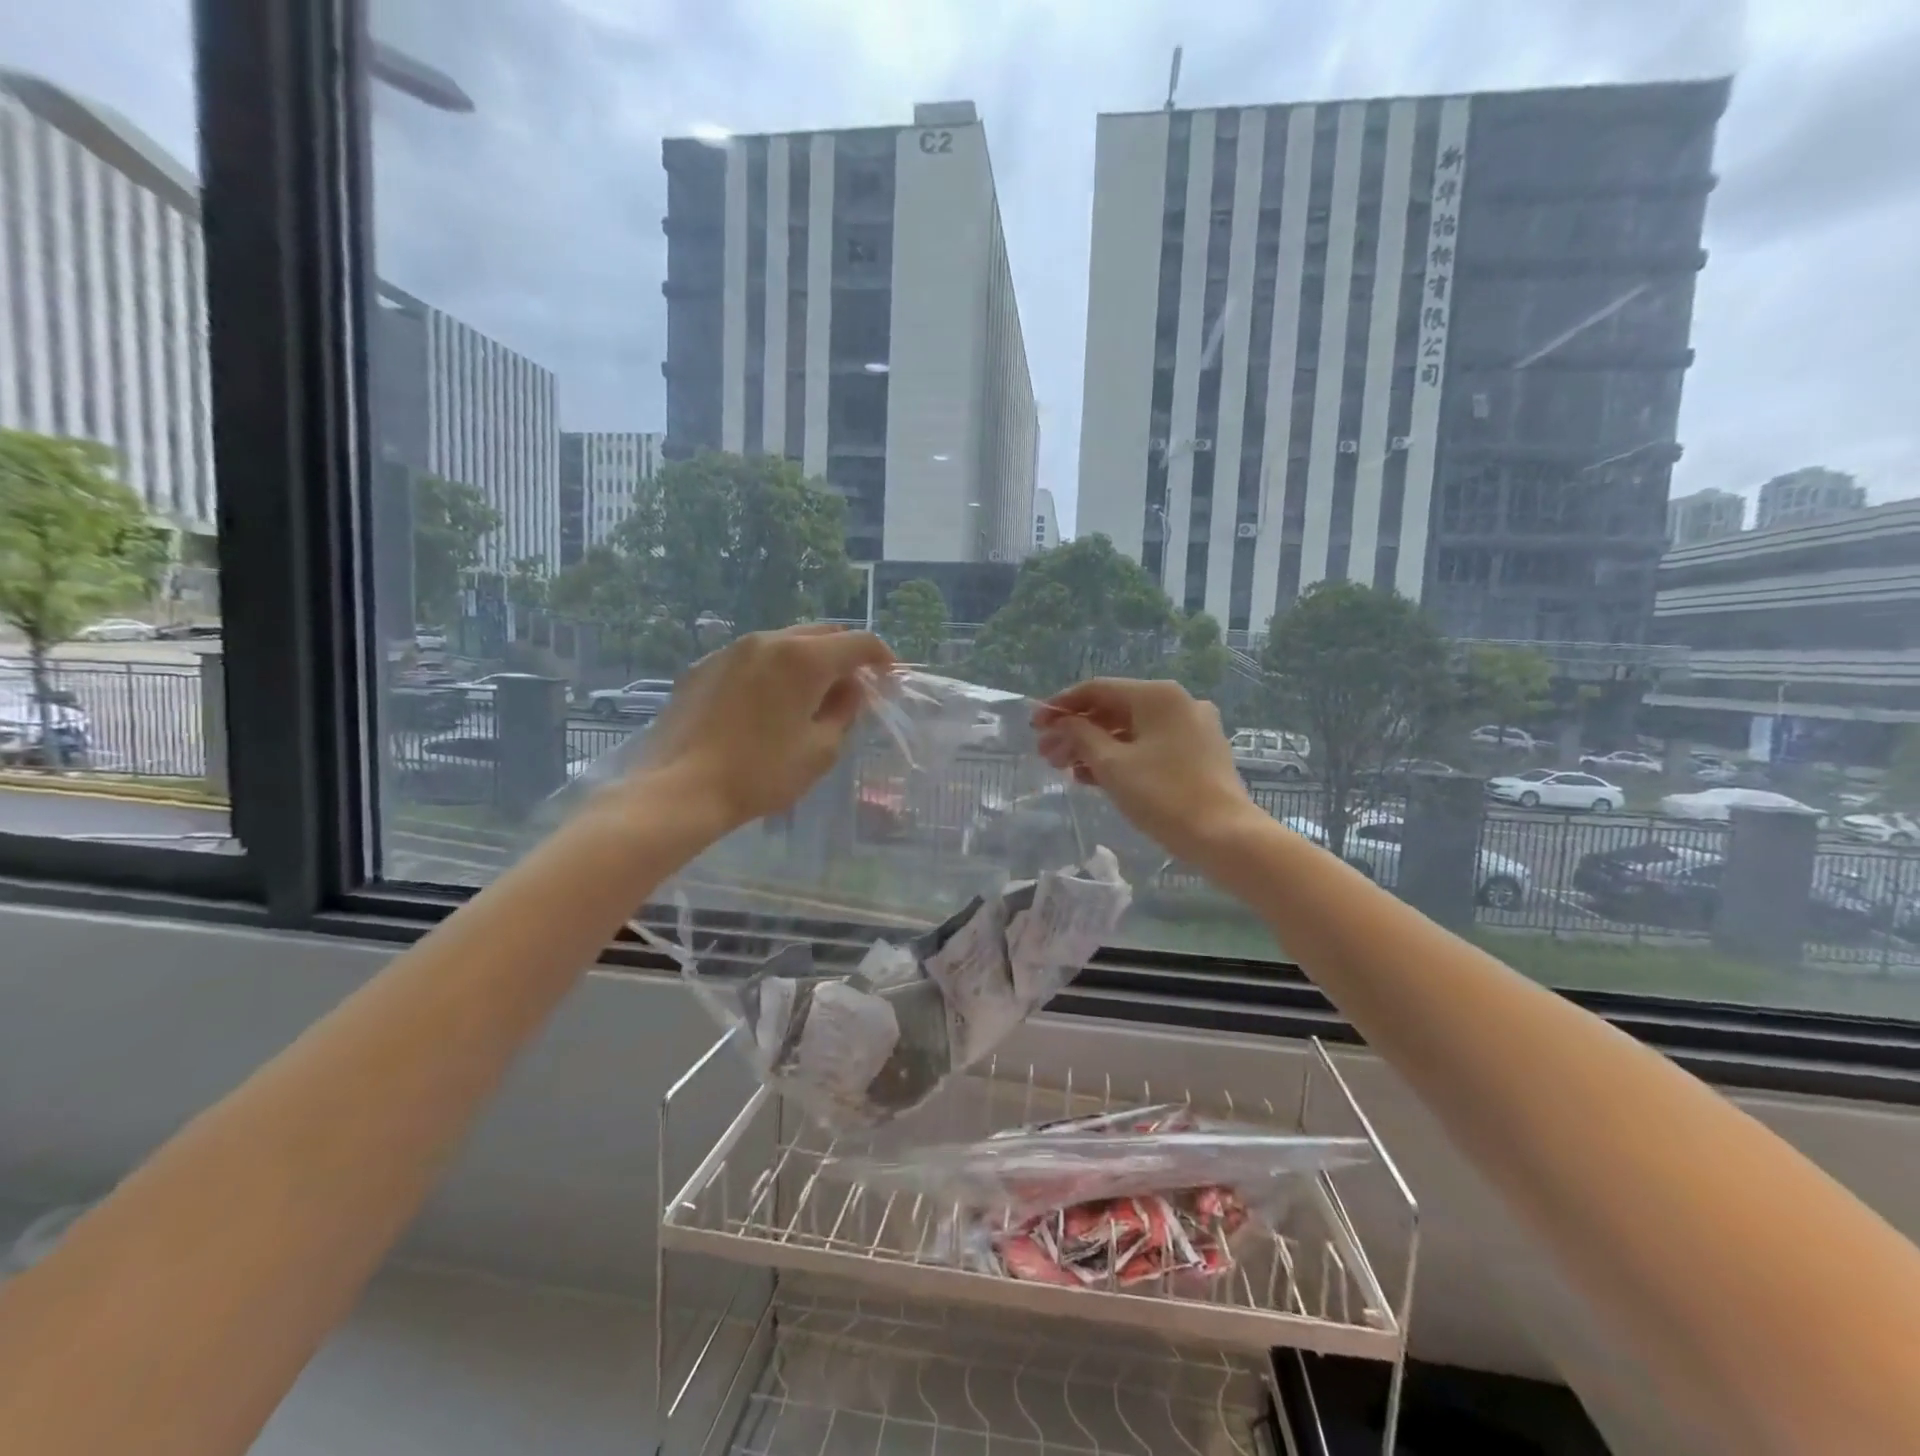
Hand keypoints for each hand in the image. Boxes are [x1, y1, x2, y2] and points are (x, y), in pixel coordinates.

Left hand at [635, 625, 893, 832]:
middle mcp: (768, 641)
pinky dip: (772, 671)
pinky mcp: (703, 667)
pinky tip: (766, 704)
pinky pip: (751, 658)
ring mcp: (731, 650)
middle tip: (851, 690)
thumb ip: (844, 712)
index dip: (882, 657)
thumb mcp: (820, 750)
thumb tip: (850, 689)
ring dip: (807, 661)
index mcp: (803, 658)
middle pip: (821, 634)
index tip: (888, 678)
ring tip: (808, 697)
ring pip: (784, 642)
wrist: (679, 788)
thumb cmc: (761, 773)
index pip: (858, 642)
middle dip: (844, 656)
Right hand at [1032, 679, 1258, 866]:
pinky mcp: (1198, 753)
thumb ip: (1081, 736)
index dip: (1061, 706)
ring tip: (1066, 770)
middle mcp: (1177, 703)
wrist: (1224, 836)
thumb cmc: (1163, 795)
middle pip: (1114, 710)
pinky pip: (1149, 746)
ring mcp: (1192, 728)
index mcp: (1157, 696)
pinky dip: (1121, 757)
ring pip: (1131, 730)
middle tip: (1046, 755)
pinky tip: (1094, 777)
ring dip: (1095, 747)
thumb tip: (1063, 723)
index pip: (1097, 689)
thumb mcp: (1112, 765)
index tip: (1035, 725)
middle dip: (1076, 731)